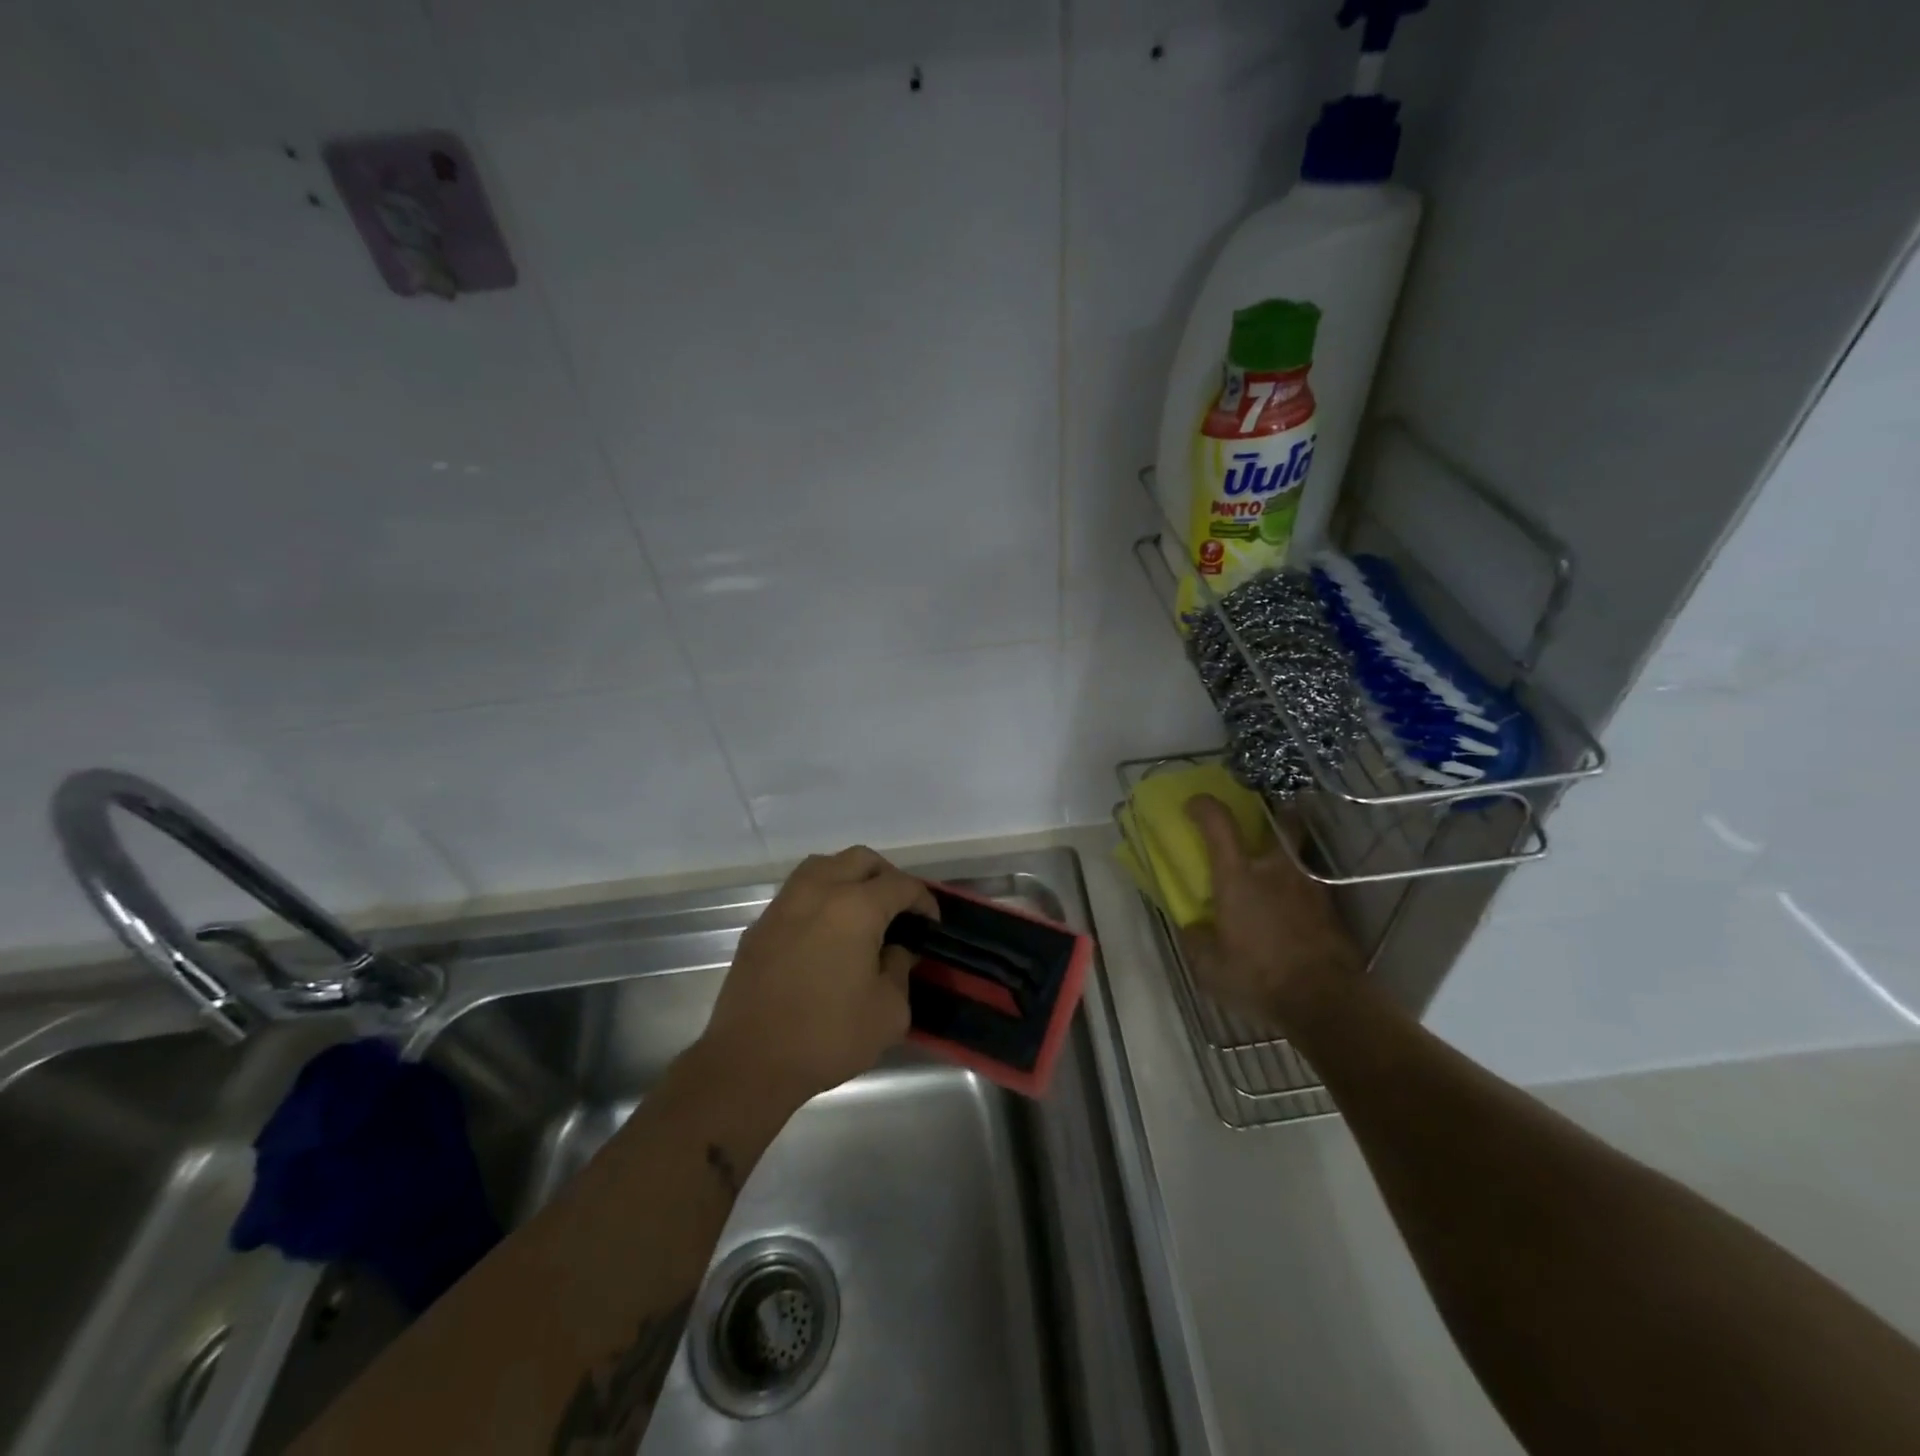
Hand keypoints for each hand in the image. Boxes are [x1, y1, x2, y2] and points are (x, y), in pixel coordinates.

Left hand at [703, 846, 937, 1101]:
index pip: (900, 884)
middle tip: (899, 909)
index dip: (923, 900)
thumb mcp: (888, 1012)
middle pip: (860, 859)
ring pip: (823, 866)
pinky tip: (825, 933)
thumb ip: (899, 970)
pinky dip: (819, 899)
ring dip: (848, 878)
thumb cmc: (827, 1036)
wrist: (750, 1062)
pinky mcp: (760, 926)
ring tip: (862, 911)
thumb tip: (894, 950)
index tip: (931, 923)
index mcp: (856, 907)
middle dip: (887, 877)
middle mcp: (818, 892)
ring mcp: (784, 905)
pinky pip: (797, 894)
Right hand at [1179, 795, 1362, 1029]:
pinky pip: (1310, 886)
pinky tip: (1291, 910)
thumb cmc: (1259, 978)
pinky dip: (1299, 890)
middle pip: (1282, 822)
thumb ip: (1197, 941)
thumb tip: (1192, 927)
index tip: (1194, 804)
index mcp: (1238, 878)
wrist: (1325, 1002)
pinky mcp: (1330, 909)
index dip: (1205, 807)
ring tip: (1275, 875)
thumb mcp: (1210, 968)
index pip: (1219, 825)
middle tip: (1261, 822)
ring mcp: (1309, 887)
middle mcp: (1276, 870)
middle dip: (1274, 813)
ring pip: (1299, 854)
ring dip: (1286, 856)